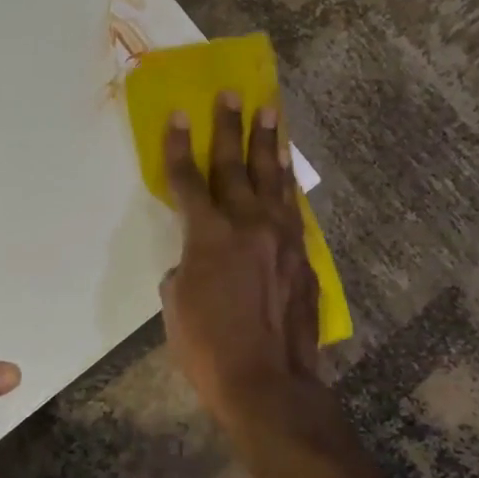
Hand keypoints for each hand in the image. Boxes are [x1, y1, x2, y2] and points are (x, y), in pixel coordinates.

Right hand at [160, 95, 319, 426]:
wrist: (269, 383)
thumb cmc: (207, 348)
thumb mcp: (175, 305)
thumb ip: (185, 268)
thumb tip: (196, 260)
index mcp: (208, 235)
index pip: (188, 179)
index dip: (178, 146)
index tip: (178, 114)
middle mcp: (248, 225)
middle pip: (235, 166)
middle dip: (229, 127)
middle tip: (232, 94)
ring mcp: (281, 239)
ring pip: (273, 181)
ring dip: (268, 145)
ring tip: (271, 113)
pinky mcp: (302, 258)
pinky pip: (292, 211)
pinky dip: (286, 188)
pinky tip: (286, 175)